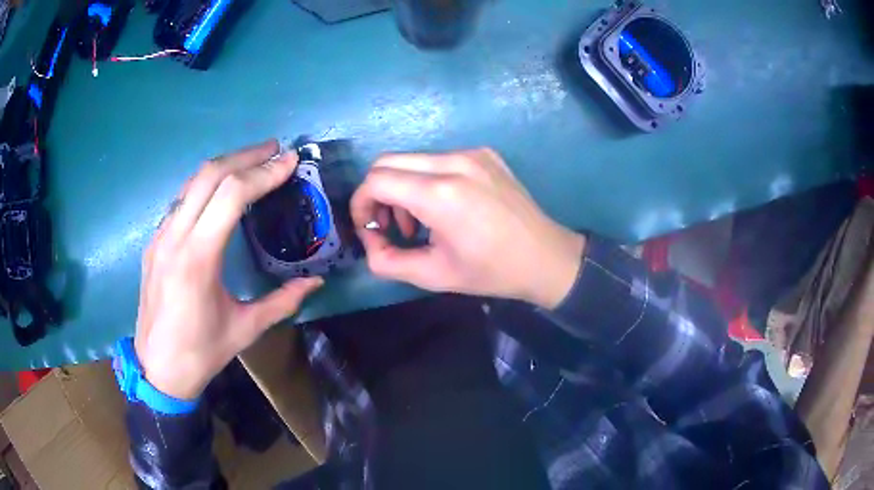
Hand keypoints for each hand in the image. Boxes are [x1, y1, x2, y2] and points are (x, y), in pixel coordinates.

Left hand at [135, 140, 322, 399]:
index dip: (264, 173)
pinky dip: (205, 186)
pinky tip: (219, 193)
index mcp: (198, 258)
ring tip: (252, 162)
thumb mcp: (246, 329)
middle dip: (245, 155)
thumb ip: (282, 301)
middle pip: (208, 175)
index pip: (232, 195)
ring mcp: (160, 237)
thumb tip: (316, 282)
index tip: (290, 161)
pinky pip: (180, 201)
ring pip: (191, 183)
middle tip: (275, 149)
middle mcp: (174, 237)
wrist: (157, 368)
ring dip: (224, 165)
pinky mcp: (153, 243)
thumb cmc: (202, 352)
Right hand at [351, 148, 584, 308]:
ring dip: (402, 187)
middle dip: (377, 194)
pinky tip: (444, 207)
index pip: (376, 180)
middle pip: (387, 162)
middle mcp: (454, 162)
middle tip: (391, 225)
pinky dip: (426, 179)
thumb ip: (387, 261)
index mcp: (440, 194)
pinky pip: (438, 159)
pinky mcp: (484, 153)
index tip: (370, 229)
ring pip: (412, 159)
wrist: (546, 257)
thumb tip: (369, 242)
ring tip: (419, 221)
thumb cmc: (491, 271)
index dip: (361, 204)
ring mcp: (472, 153)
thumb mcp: (433, 275)